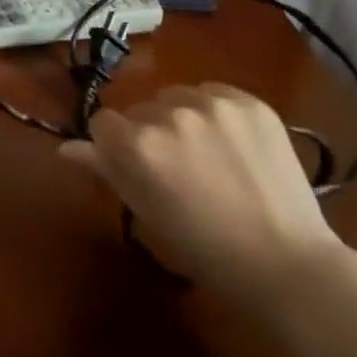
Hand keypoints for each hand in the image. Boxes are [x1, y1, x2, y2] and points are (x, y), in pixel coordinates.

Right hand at [60, 83, 347, 315]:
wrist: (288, 264)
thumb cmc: (206, 250)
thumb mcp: (146, 214)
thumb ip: (106, 171)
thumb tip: (68, 147)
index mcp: (138, 146)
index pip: (103, 122)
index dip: (115, 146)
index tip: (137, 169)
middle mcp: (170, 114)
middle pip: (141, 109)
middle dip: (151, 133)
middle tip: (178, 170)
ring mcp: (213, 103)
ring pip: (177, 97)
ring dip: (182, 118)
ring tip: (210, 156)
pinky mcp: (249, 101)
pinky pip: (214, 92)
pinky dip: (216, 113)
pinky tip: (234, 145)